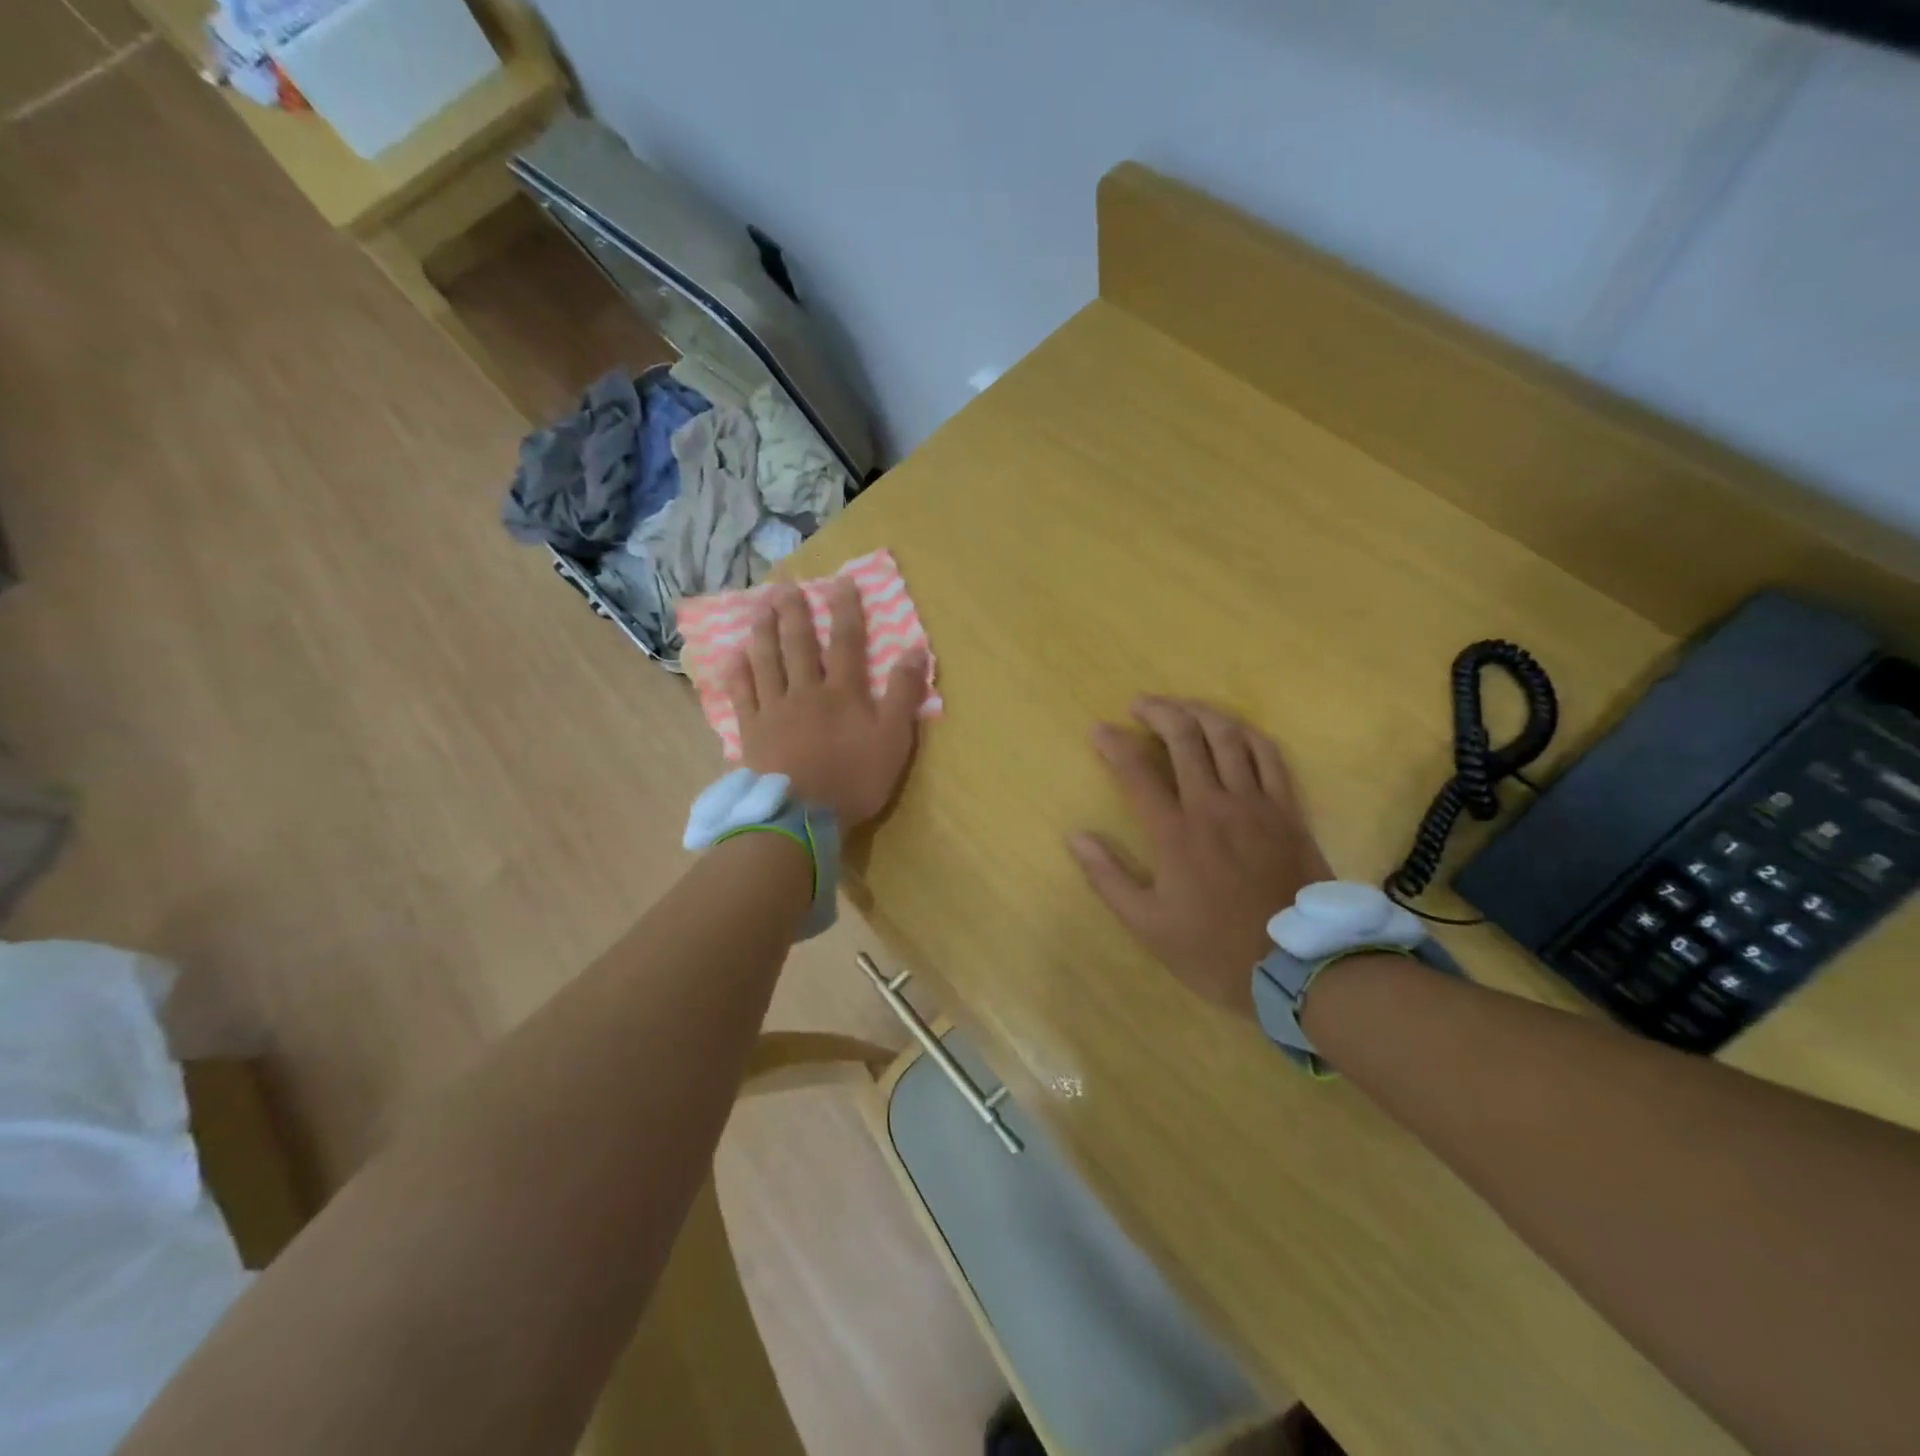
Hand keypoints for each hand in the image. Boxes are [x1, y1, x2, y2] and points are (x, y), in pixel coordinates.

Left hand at [724, 579, 927, 827]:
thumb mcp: (893, 739)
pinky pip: (741, 695)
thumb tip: (916, 649)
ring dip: (763, 632)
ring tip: (759, 608)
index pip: (846, 641)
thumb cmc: (854, 779)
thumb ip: (904, 694)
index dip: (845, 610)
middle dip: (794, 613)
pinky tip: (732, 656)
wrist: (802, 816)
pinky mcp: (752, 731)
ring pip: (766, 662)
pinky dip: (737, 673)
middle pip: (798, 645)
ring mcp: (774, 710)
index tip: (840, 581)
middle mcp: (805, 691)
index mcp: (842, 692)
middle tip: (785, 586)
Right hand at [1070, 698, 1332, 1019]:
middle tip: (1139, 704)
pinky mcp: (1288, 811)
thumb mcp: (1148, 925)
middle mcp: (1213, 806)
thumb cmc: (1214, 950)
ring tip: (1181, 706)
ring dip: (1200, 713)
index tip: (1098, 730)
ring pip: (1228, 738)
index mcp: (1175, 833)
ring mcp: (1256, 804)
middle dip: (1158, 712)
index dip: (1113, 744)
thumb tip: (1076, 837)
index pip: (1136, 772)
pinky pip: (1270, 757)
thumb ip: (1108, 878)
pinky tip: (1234, 729)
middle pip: (1185, 739)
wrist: (1299, 968)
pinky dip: (1247, 734)